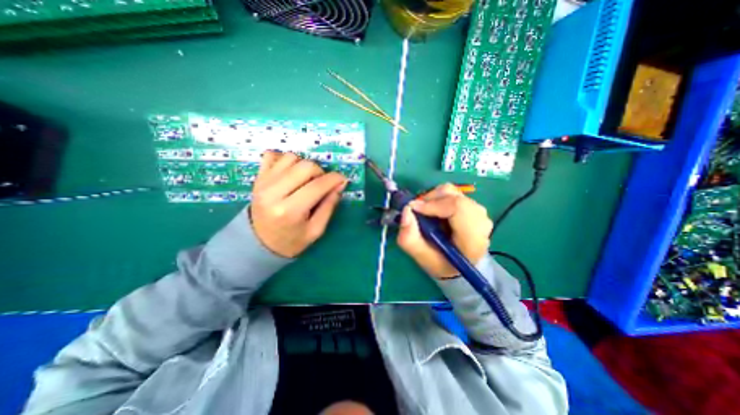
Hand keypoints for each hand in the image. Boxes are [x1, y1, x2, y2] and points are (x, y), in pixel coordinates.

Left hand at [248, 150, 346, 256]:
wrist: (258, 243)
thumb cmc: (291, 240)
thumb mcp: (316, 230)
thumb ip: (329, 206)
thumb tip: (340, 184)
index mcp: (290, 211)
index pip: (317, 186)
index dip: (334, 179)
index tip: (343, 180)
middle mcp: (273, 193)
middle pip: (305, 166)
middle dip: (320, 172)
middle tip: (322, 184)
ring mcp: (263, 182)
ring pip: (291, 157)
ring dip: (304, 166)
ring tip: (305, 180)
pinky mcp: (258, 177)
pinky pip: (272, 155)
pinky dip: (285, 160)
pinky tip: (290, 172)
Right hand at [396, 184, 492, 277]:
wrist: (459, 265)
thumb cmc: (441, 263)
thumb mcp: (421, 257)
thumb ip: (409, 237)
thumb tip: (406, 210)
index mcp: (472, 239)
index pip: (457, 207)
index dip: (433, 204)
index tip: (414, 209)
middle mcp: (481, 221)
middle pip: (454, 196)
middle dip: (430, 200)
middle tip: (417, 212)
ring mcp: (479, 212)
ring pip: (452, 192)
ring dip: (434, 199)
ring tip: (426, 213)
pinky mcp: (474, 206)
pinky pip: (453, 194)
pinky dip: (439, 199)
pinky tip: (435, 212)